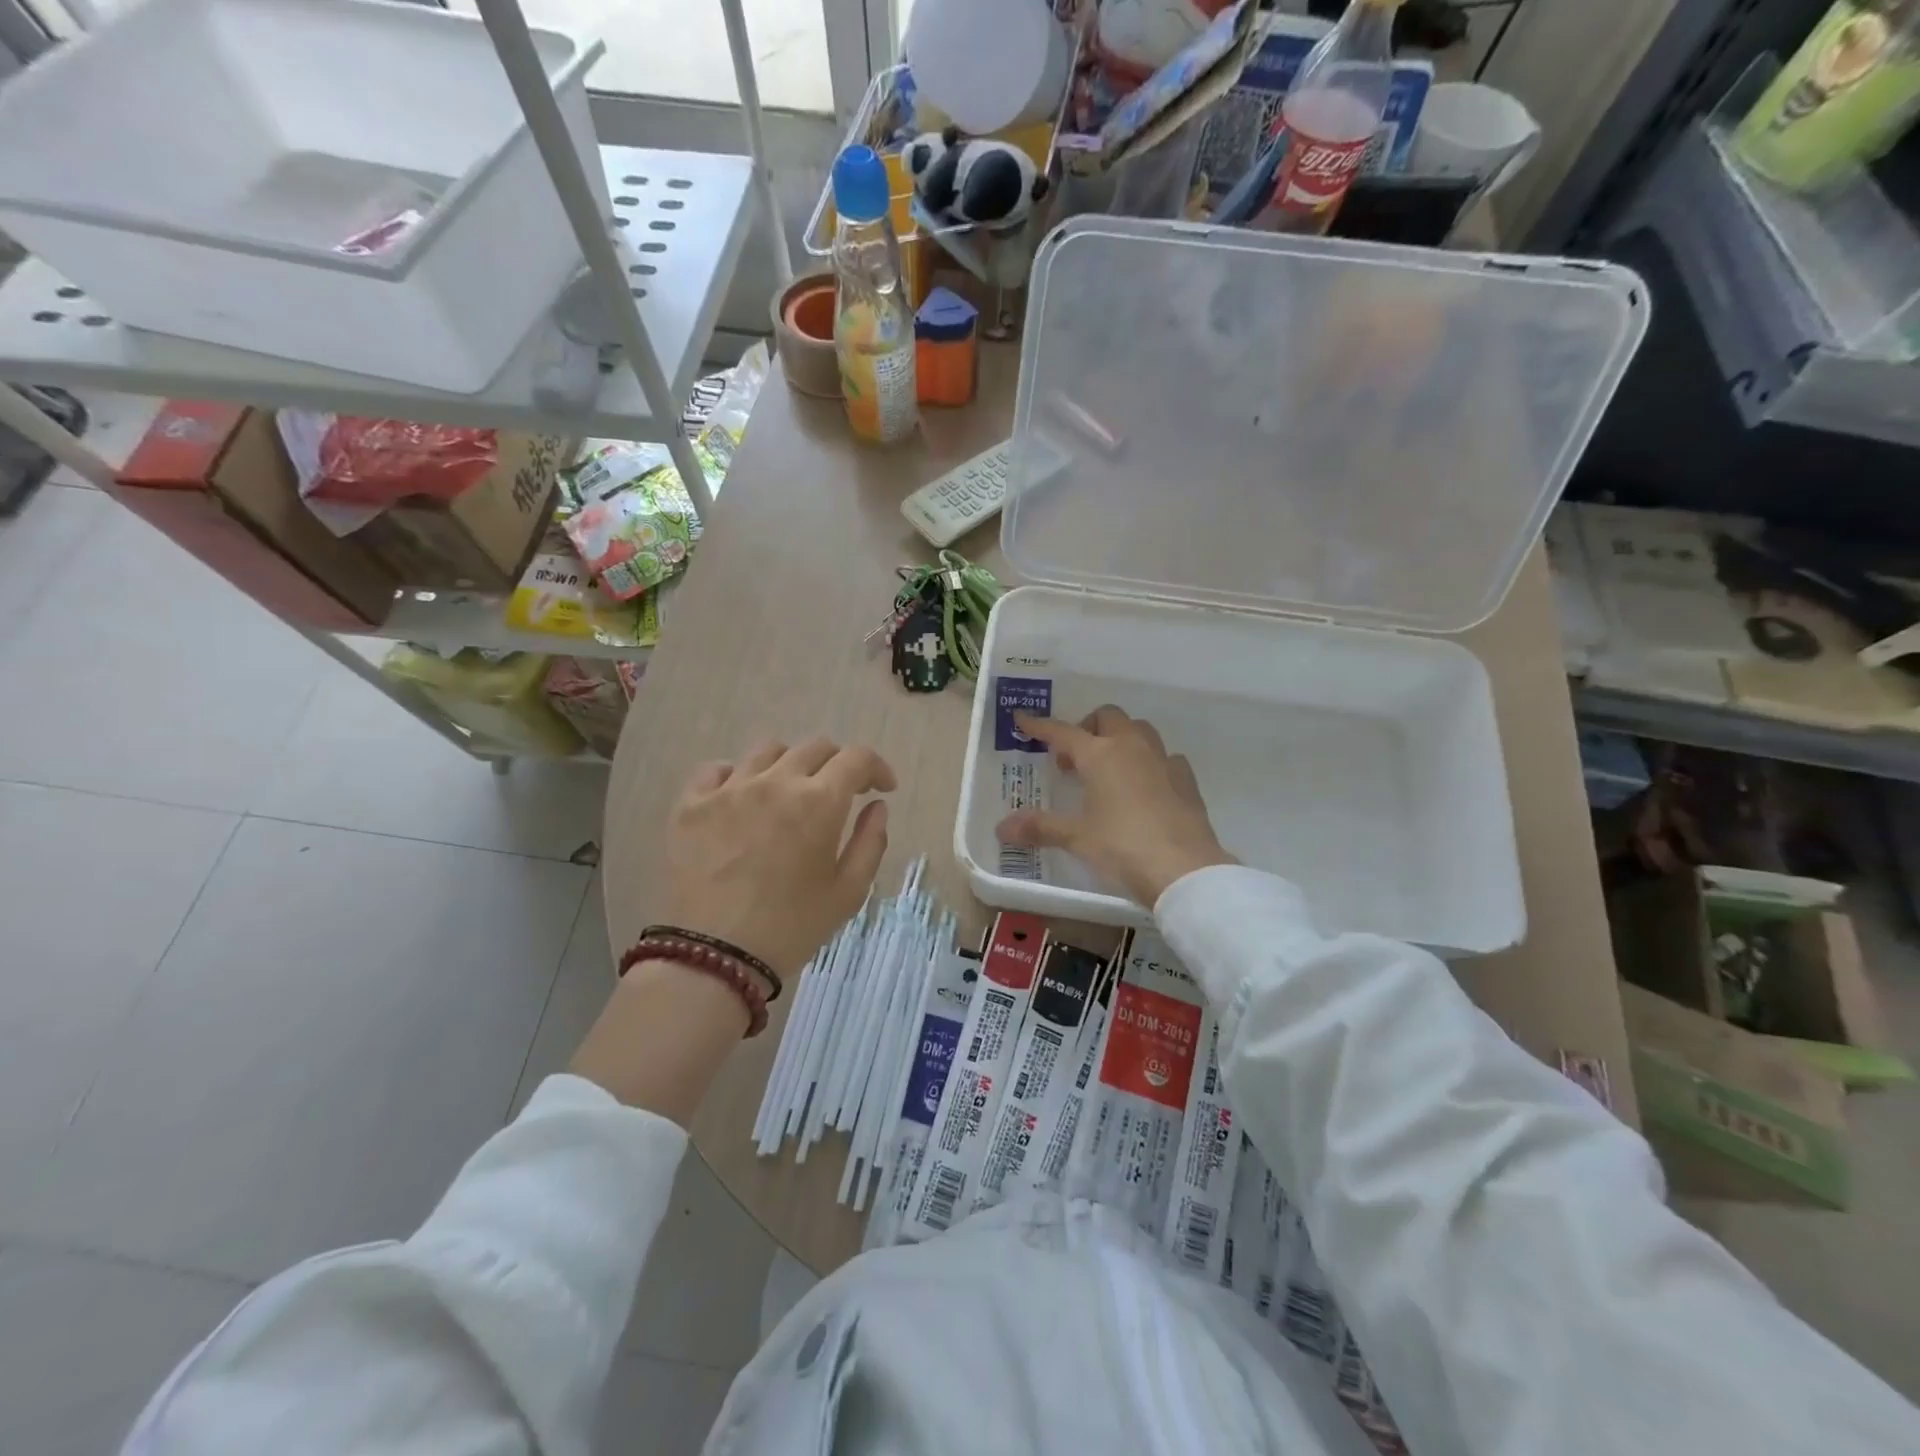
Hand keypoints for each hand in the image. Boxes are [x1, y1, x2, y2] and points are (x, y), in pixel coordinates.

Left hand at [658, 738, 896, 977]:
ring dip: (790, 764)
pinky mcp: (690, 804)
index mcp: (819, 802)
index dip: (877, 767)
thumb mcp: (848, 893)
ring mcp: (728, 789)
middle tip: (839, 793)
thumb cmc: (791, 927)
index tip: (882, 788)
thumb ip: (870, 842)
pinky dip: (737, 775)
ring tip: (789, 793)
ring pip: (767, 751)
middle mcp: (775, 782)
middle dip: (837, 765)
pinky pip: (716, 769)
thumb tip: (876, 806)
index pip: (857, 758)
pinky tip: (741, 798)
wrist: (713, 957)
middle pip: (815, 748)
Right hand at [995, 706, 1232, 905]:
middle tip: (1073, 760)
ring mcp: (1163, 760)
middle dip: (1087, 728)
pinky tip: (1145, 787)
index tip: (1023, 719)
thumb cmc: (1122, 846)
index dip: (1040, 726)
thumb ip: (1040, 827)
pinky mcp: (1186, 780)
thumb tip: (1002, 828)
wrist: (1184, 868)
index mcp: (1100, 754)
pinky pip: (1164, 758)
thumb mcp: (1076, 837)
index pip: (1062, 731)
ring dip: (1120, 739)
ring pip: (1139, 731)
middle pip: (1107, 717)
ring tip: (1108, 770)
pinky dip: (1149, 763)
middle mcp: (1131, 747)